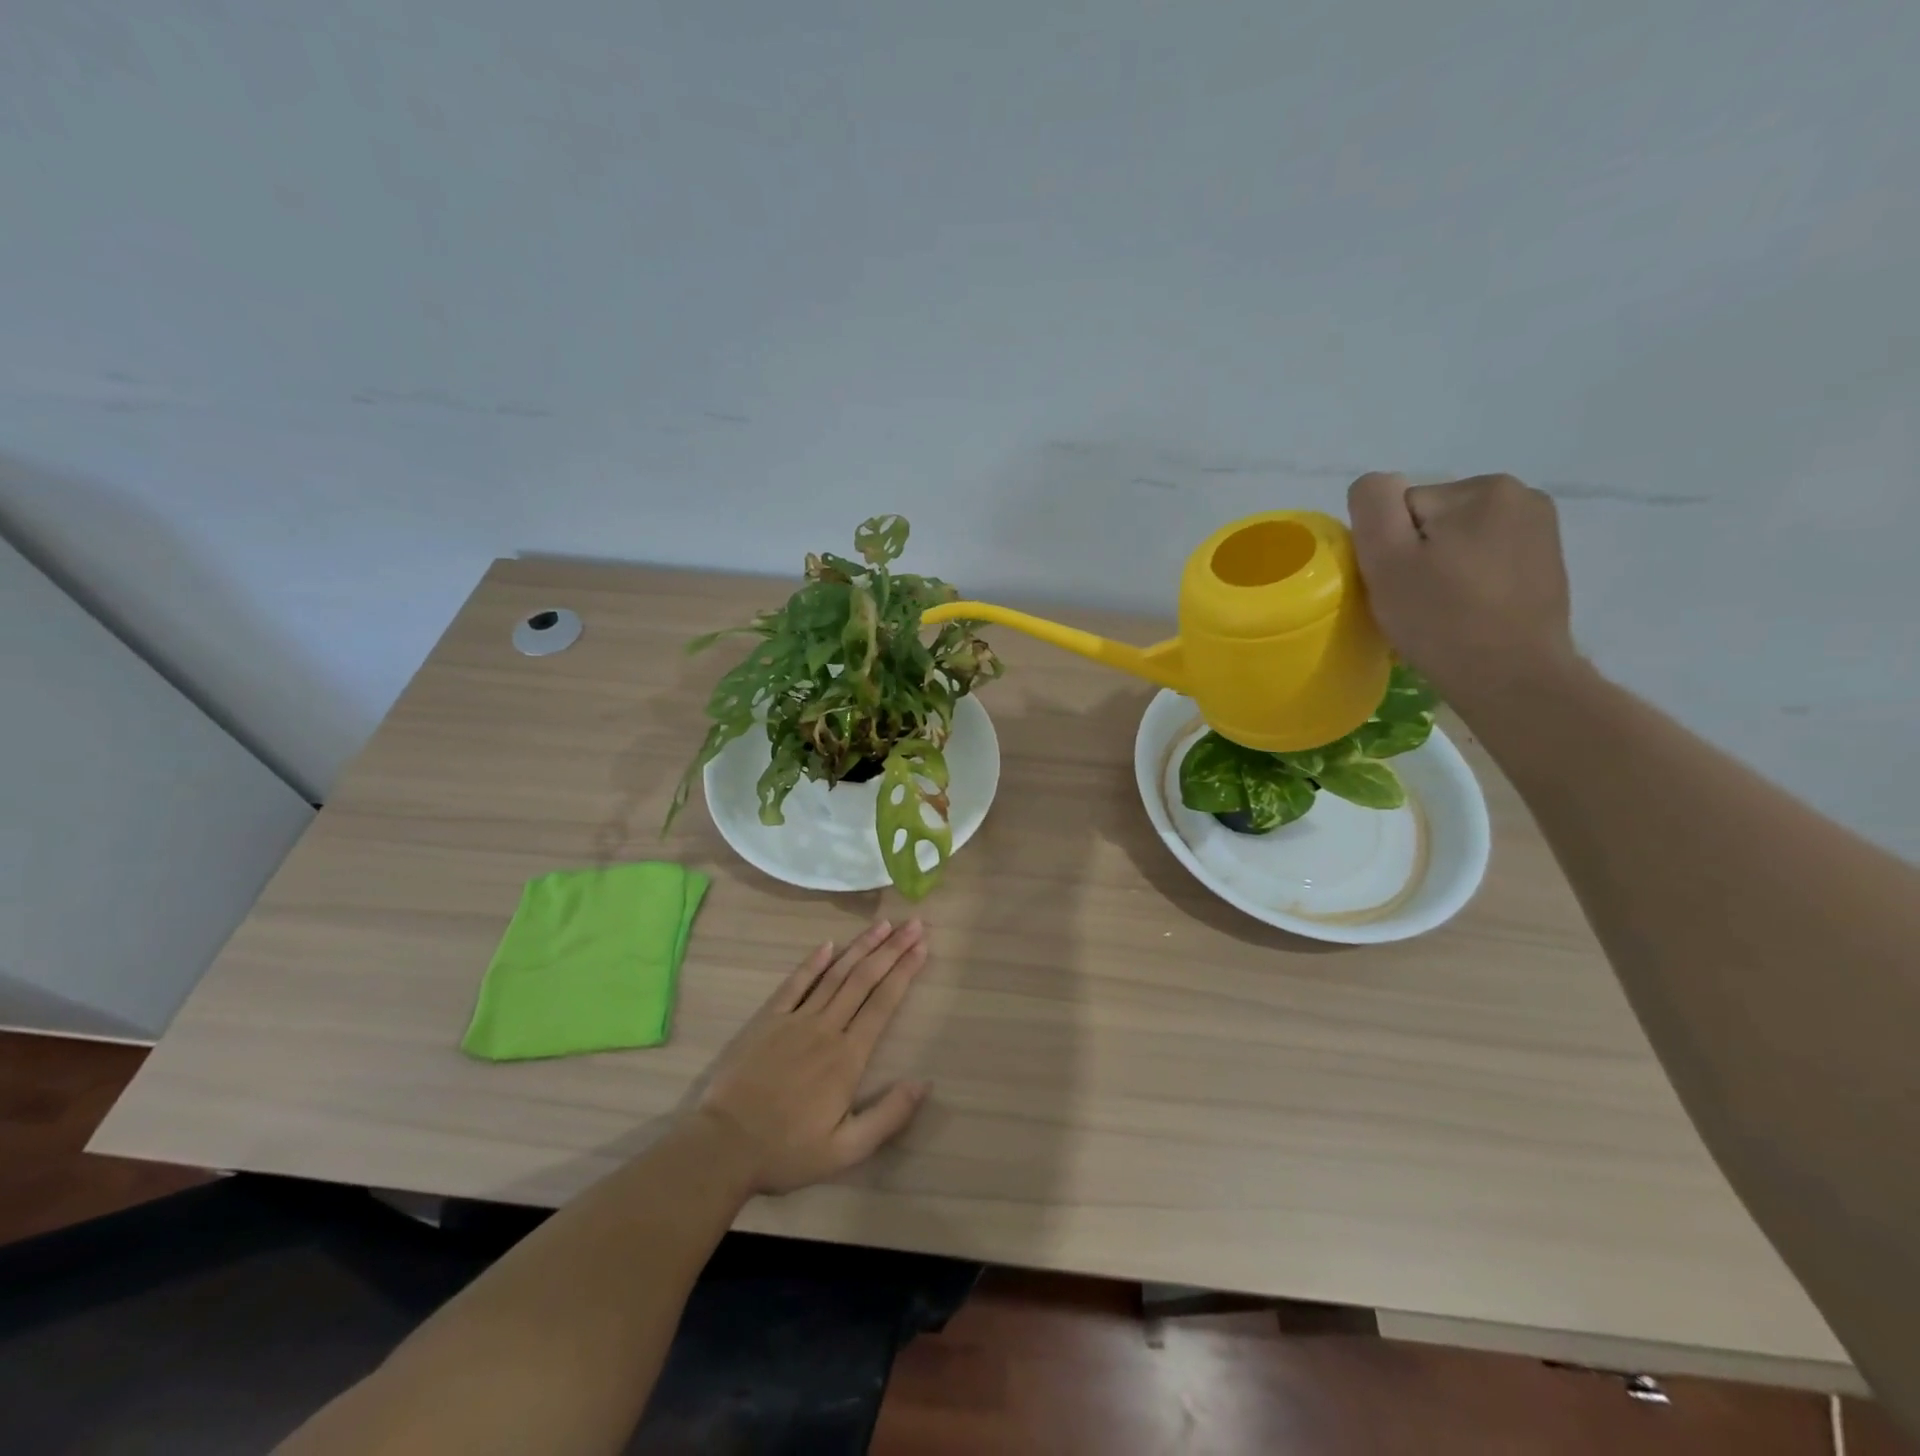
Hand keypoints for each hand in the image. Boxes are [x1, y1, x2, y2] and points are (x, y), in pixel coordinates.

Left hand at [687, 919, 929, 1194]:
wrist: (724, 1146)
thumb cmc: (787, 1151)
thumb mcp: (846, 1150)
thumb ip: (888, 1116)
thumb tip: (923, 1083)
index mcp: (848, 1057)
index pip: (883, 1003)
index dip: (905, 972)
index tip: (923, 947)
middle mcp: (826, 1028)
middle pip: (864, 979)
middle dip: (892, 949)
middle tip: (913, 924)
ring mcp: (795, 1020)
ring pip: (835, 974)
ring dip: (861, 947)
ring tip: (883, 925)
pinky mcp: (768, 1020)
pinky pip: (795, 984)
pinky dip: (813, 962)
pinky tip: (829, 945)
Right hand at [1347, 472, 1578, 706]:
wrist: (1511, 678)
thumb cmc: (1441, 620)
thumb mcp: (1387, 559)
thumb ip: (1373, 504)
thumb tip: (1378, 485)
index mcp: (1481, 489)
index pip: (1401, 509)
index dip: (1387, 549)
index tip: (1396, 586)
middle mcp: (1520, 495)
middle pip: (1430, 521)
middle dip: (1417, 556)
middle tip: (1416, 602)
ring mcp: (1540, 529)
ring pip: (1457, 541)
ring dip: (1441, 569)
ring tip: (1442, 610)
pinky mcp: (1545, 563)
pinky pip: (1484, 560)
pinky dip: (1468, 581)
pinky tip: (1468, 612)